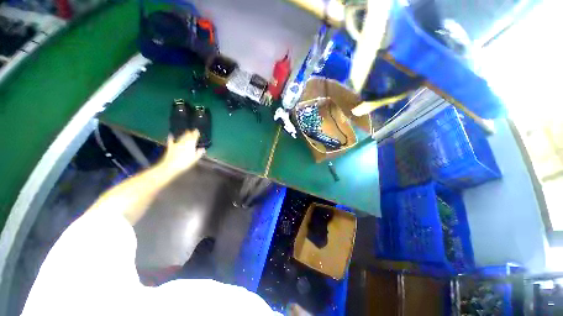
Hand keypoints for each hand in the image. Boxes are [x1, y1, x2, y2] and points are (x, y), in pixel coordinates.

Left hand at [159, 130, 204, 177]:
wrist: (170, 166)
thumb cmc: (185, 163)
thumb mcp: (194, 159)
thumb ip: (199, 153)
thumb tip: (203, 148)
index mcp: (190, 145)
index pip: (194, 138)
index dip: (196, 134)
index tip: (197, 131)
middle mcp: (183, 143)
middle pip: (187, 137)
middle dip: (190, 133)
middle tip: (192, 130)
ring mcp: (176, 144)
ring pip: (181, 138)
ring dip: (184, 134)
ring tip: (186, 131)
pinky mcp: (170, 147)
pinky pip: (171, 141)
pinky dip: (171, 138)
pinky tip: (170, 135)